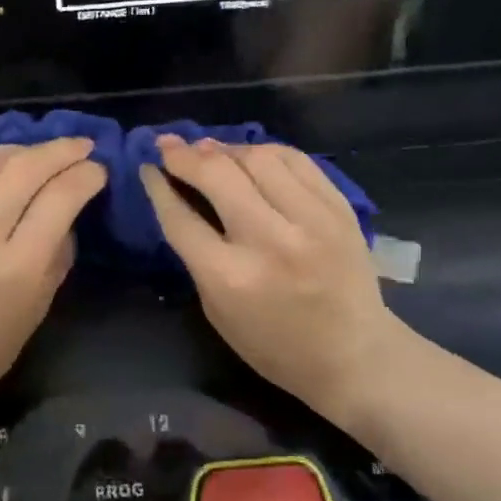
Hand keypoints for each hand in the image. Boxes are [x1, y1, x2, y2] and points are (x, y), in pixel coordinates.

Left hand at [0, 139, 105, 431]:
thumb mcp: (38, 308)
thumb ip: (59, 253)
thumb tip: (70, 209)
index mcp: (16, 267)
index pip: (61, 198)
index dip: (86, 176)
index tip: (98, 170)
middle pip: (26, 168)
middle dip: (61, 150)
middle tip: (81, 145)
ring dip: (21, 149)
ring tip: (38, 154)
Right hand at [140, 137, 399, 420]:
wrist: (354, 355)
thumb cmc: (274, 346)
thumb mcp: (217, 311)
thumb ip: (198, 255)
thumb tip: (181, 198)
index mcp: (231, 278)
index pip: (181, 217)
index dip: (158, 186)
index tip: (147, 166)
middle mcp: (270, 241)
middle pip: (218, 175)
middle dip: (185, 155)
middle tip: (168, 146)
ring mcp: (311, 220)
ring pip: (259, 158)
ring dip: (225, 149)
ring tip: (208, 150)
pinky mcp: (339, 209)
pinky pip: (296, 160)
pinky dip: (266, 152)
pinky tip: (250, 156)